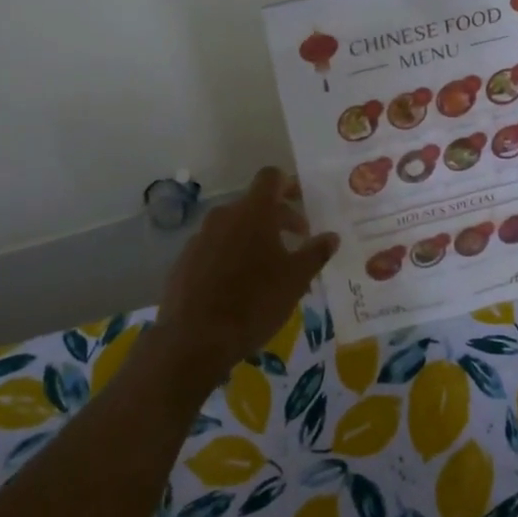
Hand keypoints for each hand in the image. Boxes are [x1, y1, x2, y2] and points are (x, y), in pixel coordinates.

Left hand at [148, 167, 337, 396]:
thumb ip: (316, 253)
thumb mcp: (295, 280)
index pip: (271, 177)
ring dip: (255, 239)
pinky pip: (215, 248)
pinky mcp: (185, 260)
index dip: (289, 184)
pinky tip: (240, 286)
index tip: (303, 202)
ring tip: (272, 269)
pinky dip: (232, 256)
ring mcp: (200, 237)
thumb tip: (331, 236)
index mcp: (253, 212)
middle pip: (254, 204)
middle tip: (298, 242)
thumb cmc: (254, 302)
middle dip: (278, 218)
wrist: (194, 338)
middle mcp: (224, 216)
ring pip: (234, 228)